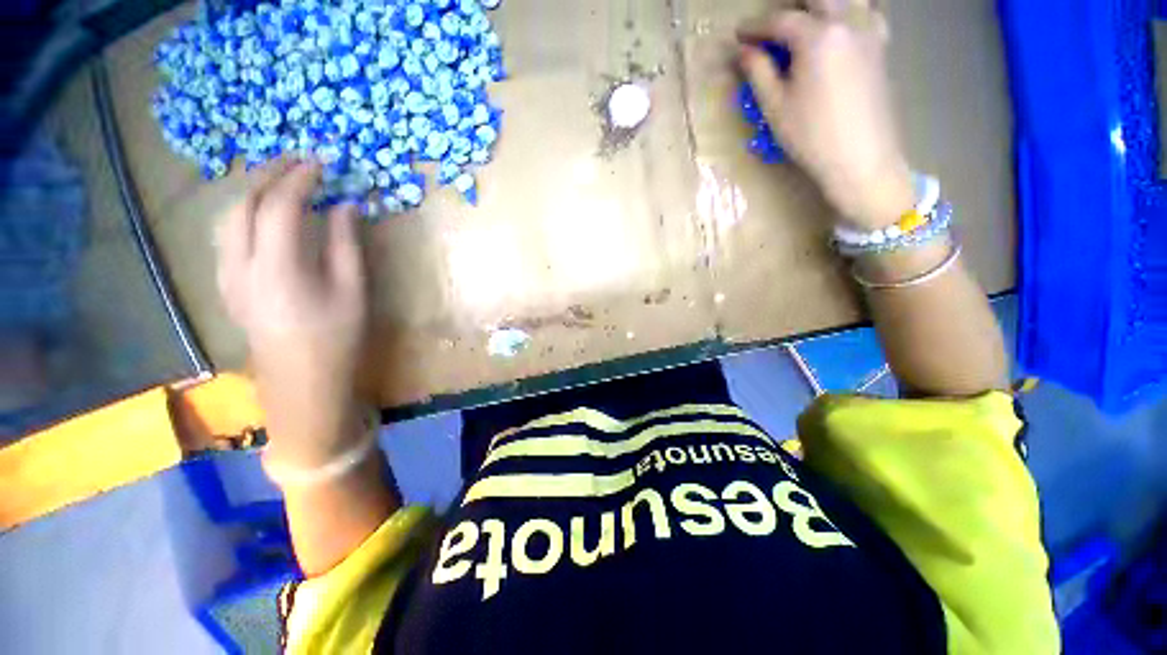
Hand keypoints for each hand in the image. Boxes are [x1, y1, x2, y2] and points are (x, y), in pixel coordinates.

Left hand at [217, 160, 370, 468]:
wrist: (302, 381)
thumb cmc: (337, 338)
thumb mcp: (353, 291)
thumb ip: (345, 244)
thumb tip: (345, 206)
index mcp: (277, 267)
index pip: (280, 205)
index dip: (301, 178)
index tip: (322, 163)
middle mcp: (240, 264)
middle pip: (243, 203)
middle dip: (269, 175)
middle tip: (299, 163)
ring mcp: (227, 274)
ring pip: (228, 217)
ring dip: (253, 191)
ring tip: (282, 182)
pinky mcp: (227, 284)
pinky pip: (227, 235)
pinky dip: (245, 213)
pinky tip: (265, 216)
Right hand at [738, 0, 914, 227]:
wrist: (861, 158)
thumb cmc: (812, 136)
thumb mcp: (776, 107)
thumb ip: (759, 72)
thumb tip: (744, 50)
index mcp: (818, 36)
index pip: (780, 20)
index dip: (755, 26)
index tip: (739, 35)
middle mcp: (848, 22)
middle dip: (790, 6)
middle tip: (772, 25)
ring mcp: (870, 31)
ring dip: (822, 5)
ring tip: (805, 22)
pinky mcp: (881, 46)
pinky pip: (868, 12)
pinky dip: (850, 11)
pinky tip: (839, 28)